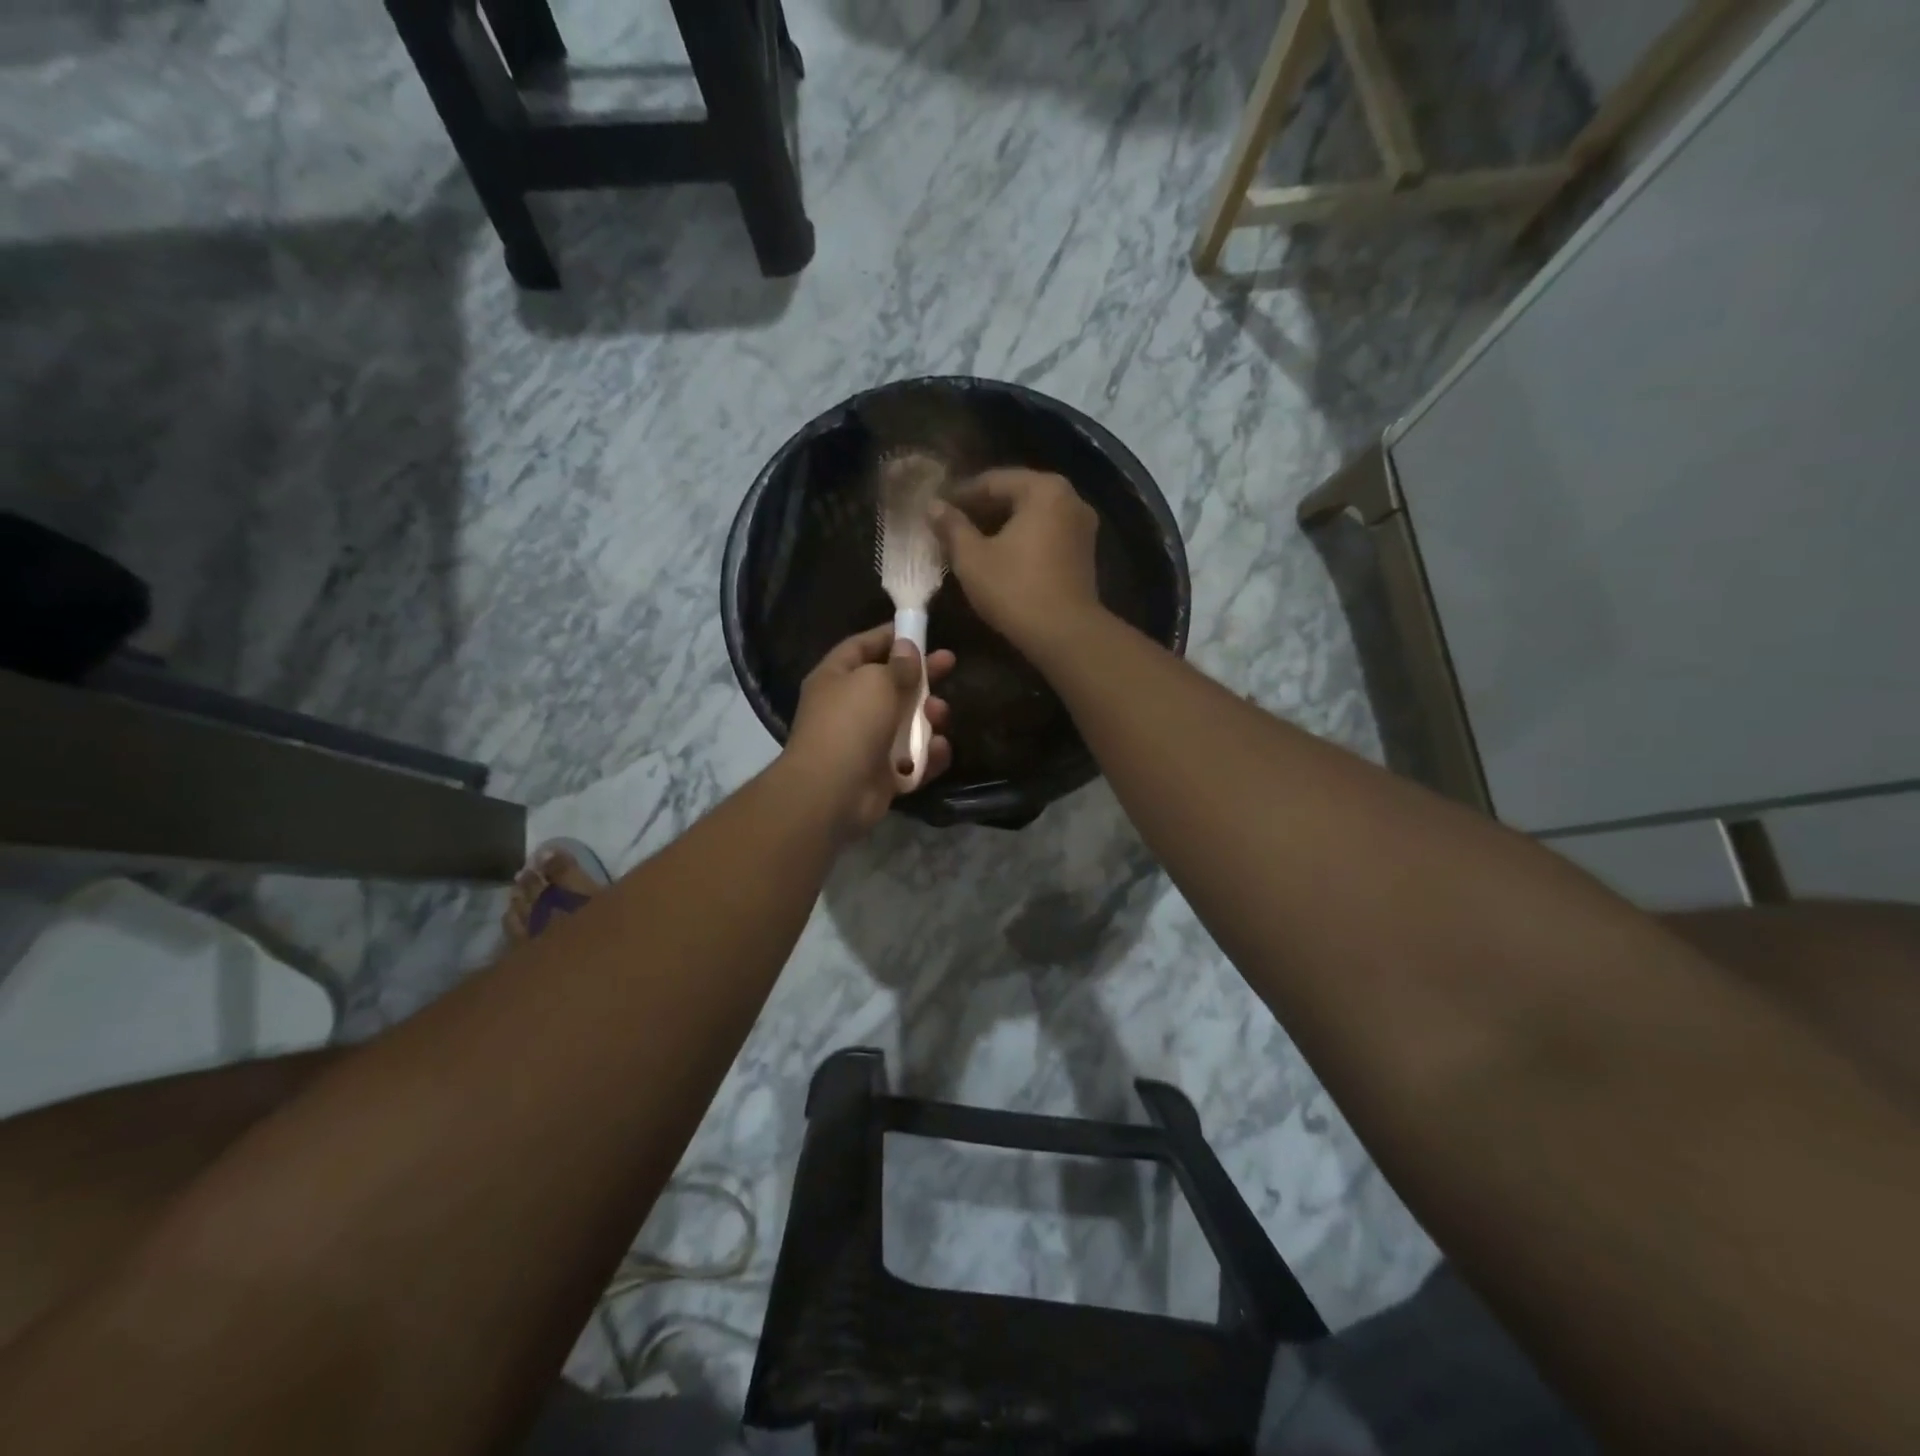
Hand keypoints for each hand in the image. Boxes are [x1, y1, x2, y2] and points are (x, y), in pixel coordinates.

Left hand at [783, 624, 955, 835]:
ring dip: (928, 717)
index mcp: (835, 678)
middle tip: (950, 663)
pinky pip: (912, 760)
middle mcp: (848, 708)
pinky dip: (927, 755)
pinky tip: (938, 749)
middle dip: (921, 676)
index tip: (919, 630)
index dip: (889, 636)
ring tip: (940, 714)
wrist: (833, 792)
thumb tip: (907, 647)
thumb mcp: (877, 682)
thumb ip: (898, 665)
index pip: (862, 647)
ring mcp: (865, 743)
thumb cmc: (851, 724)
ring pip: (906, 723)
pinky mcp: (881, 775)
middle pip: (890, 684)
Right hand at [930, 468, 1103, 657]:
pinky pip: (1046, 535)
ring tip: (970, 543)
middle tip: (950, 526)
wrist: (1065, 634)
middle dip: (981, 510)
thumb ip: (952, 526)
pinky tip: (999, 556)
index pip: (992, 481)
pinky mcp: (1084, 553)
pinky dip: (1022, 540)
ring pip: (1032, 517)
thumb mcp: (972, 558)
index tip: (936, 510)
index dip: (960, 495)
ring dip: (1001, 526)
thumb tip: (932, 506)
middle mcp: (1069, 498)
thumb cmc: (1015, 590)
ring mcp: (1082, 526)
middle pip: (1016, 495)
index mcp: (1044, 489)